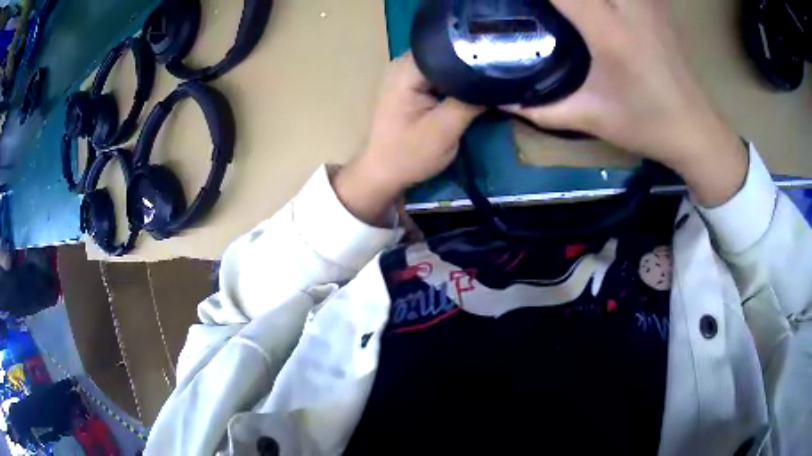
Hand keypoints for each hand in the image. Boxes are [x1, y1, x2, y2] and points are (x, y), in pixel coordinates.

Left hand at [334, 53, 482, 224]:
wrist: (382, 174)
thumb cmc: (408, 155)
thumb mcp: (445, 130)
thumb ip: (471, 102)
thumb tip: (496, 82)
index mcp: (406, 70)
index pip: (447, 48)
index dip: (474, 54)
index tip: (499, 63)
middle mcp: (404, 64)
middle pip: (447, 54)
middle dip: (472, 64)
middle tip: (500, 73)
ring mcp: (406, 74)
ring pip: (445, 65)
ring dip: (465, 75)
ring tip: (491, 80)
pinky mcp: (411, 86)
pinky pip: (439, 76)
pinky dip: (455, 83)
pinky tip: (472, 90)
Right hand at [505, 0, 747, 206]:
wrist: (695, 130)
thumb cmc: (646, 125)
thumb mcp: (591, 118)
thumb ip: (541, 108)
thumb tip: (502, 100)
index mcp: (609, 32)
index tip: (514, 0)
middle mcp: (628, 7)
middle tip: (546, 5)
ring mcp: (646, 3)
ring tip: (566, 7)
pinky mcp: (655, 5)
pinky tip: (597, 7)